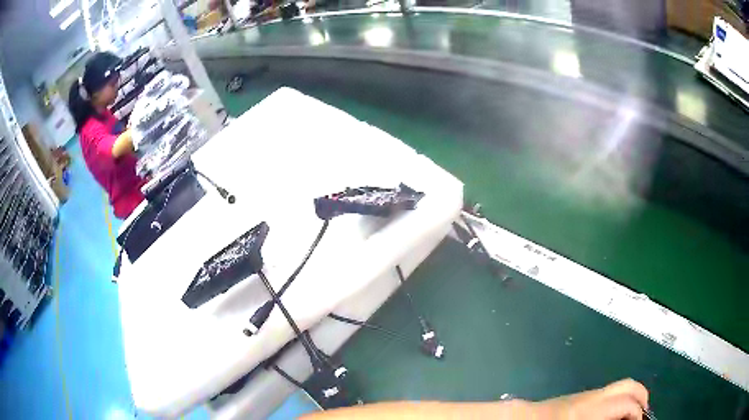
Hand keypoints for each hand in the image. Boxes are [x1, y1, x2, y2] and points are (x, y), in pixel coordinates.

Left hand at [530, 378, 649, 419]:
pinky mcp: (579, 398)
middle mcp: (593, 396)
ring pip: (618, 388)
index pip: (626, 402)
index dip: (638, 413)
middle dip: (641, 397)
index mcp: (592, 408)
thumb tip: (623, 419)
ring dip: (629, 398)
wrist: (523, 419)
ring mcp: (586, 394)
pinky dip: (617, 401)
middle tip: (642, 415)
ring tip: (629, 417)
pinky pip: (606, 394)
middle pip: (627, 386)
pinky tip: (612, 416)